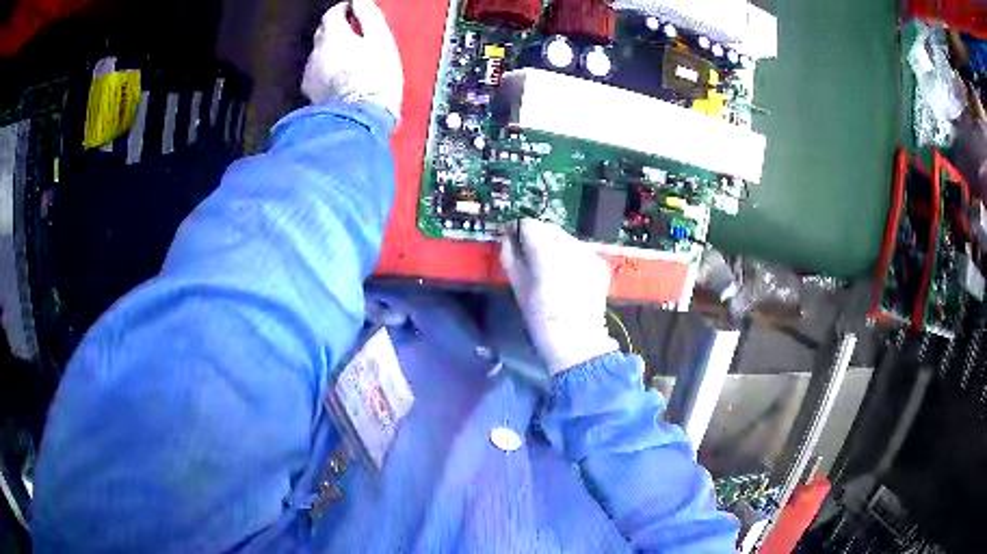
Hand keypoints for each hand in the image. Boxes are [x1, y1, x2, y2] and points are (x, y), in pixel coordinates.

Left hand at [301, 0, 403, 123]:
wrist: (360, 118)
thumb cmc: (375, 77)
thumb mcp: (380, 40)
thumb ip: (369, 16)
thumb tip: (360, 1)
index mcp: (333, 35)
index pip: (333, 13)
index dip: (345, 9)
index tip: (355, 11)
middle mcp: (316, 52)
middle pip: (323, 32)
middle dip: (336, 29)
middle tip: (354, 33)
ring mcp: (311, 74)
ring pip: (319, 54)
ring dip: (331, 51)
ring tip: (350, 58)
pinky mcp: (311, 93)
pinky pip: (317, 73)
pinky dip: (327, 70)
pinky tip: (340, 77)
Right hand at [501, 219, 618, 374]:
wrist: (577, 341)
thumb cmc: (541, 318)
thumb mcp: (518, 288)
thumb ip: (511, 258)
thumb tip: (507, 239)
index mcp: (547, 252)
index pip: (528, 224)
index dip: (517, 231)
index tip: (511, 241)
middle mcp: (570, 246)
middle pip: (548, 228)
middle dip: (536, 237)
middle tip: (527, 257)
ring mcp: (588, 254)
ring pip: (564, 238)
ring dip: (553, 245)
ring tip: (547, 268)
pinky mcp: (598, 264)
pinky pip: (578, 250)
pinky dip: (569, 256)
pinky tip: (565, 275)